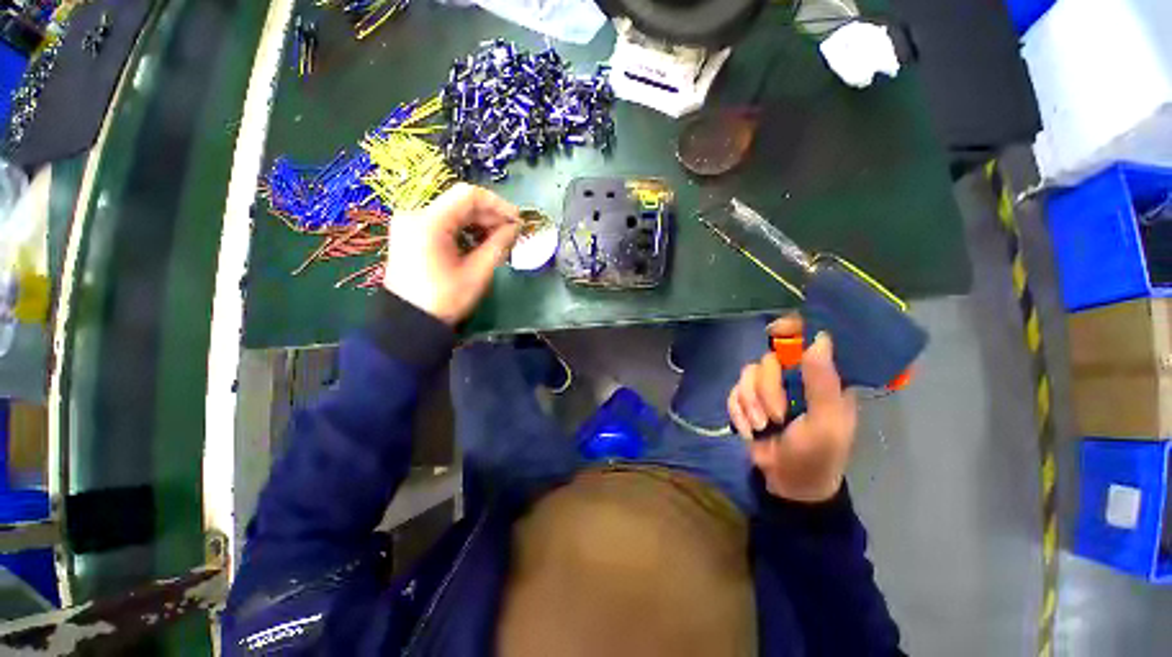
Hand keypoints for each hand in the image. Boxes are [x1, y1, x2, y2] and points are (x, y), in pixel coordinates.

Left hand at [383, 183, 519, 324]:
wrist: (409, 321)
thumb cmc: (445, 299)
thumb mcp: (477, 273)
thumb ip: (499, 245)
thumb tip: (515, 227)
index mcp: (429, 222)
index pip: (468, 196)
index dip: (498, 204)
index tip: (517, 220)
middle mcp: (415, 214)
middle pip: (460, 202)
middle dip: (490, 215)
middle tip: (511, 232)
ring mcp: (410, 223)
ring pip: (453, 211)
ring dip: (479, 222)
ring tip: (499, 240)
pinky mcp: (411, 232)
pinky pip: (443, 222)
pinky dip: (465, 229)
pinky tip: (479, 243)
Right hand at [727, 316, 857, 502]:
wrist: (788, 483)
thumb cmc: (817, 454)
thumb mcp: (825, 423)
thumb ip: (822, 383)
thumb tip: (820, 338)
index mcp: (821, 378)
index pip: (806, 340)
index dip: (791, 329)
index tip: (776, 330)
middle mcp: (794, 377)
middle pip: (768, 359)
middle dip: (766, 390)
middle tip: (775, 417)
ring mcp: (768, 388)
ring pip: (747, 374)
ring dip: (750, 404)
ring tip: (761, 427)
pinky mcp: (747, 400)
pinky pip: (733, 392)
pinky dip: (738, 412)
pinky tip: (748, 430)